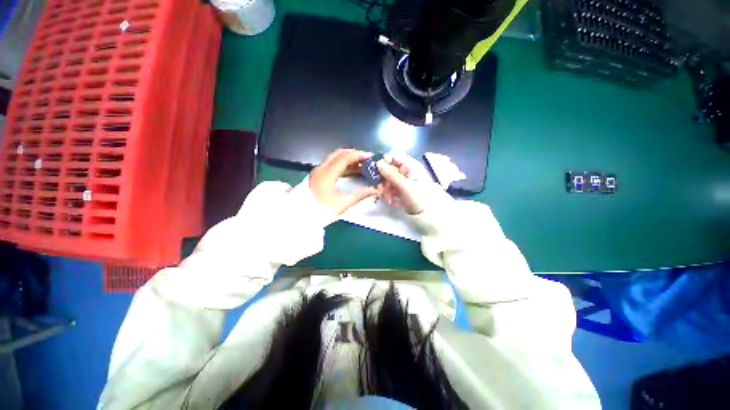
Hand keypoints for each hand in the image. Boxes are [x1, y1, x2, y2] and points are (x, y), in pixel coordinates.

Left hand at [309, 149, 379, 215]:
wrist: (301, 218)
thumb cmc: (321, 211)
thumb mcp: (342, 204)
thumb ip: (360, 195)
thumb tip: (376, 190)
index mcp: (327, 174)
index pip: (345, 157)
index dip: (359, 155)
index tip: (371, 157)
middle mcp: (321, 168)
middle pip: (339, 154)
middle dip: (354, 154)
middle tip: (367, 160)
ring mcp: (318, 171)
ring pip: (335, 159)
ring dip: (348, 159)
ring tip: (362, 166)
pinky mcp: (317, 176)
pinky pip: (331, 165)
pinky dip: (342, 165)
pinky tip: (351, 172)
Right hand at [376, 153, 434, 214]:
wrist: (426, 215)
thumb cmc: (417, 197)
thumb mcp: (404, 185)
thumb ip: (390, 174)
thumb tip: (378, 162)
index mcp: (410, 166)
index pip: (395, 156)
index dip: (385, 161)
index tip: (377, 169)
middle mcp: (406, 171)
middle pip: (389, 169)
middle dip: (384, 179)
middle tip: (380, 188)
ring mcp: (404, 181)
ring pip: (388, 180)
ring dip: (386, 189)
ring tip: (388, 198)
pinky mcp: (401, 190)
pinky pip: (391, 188)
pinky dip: (390, 194)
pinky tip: (392, 201)